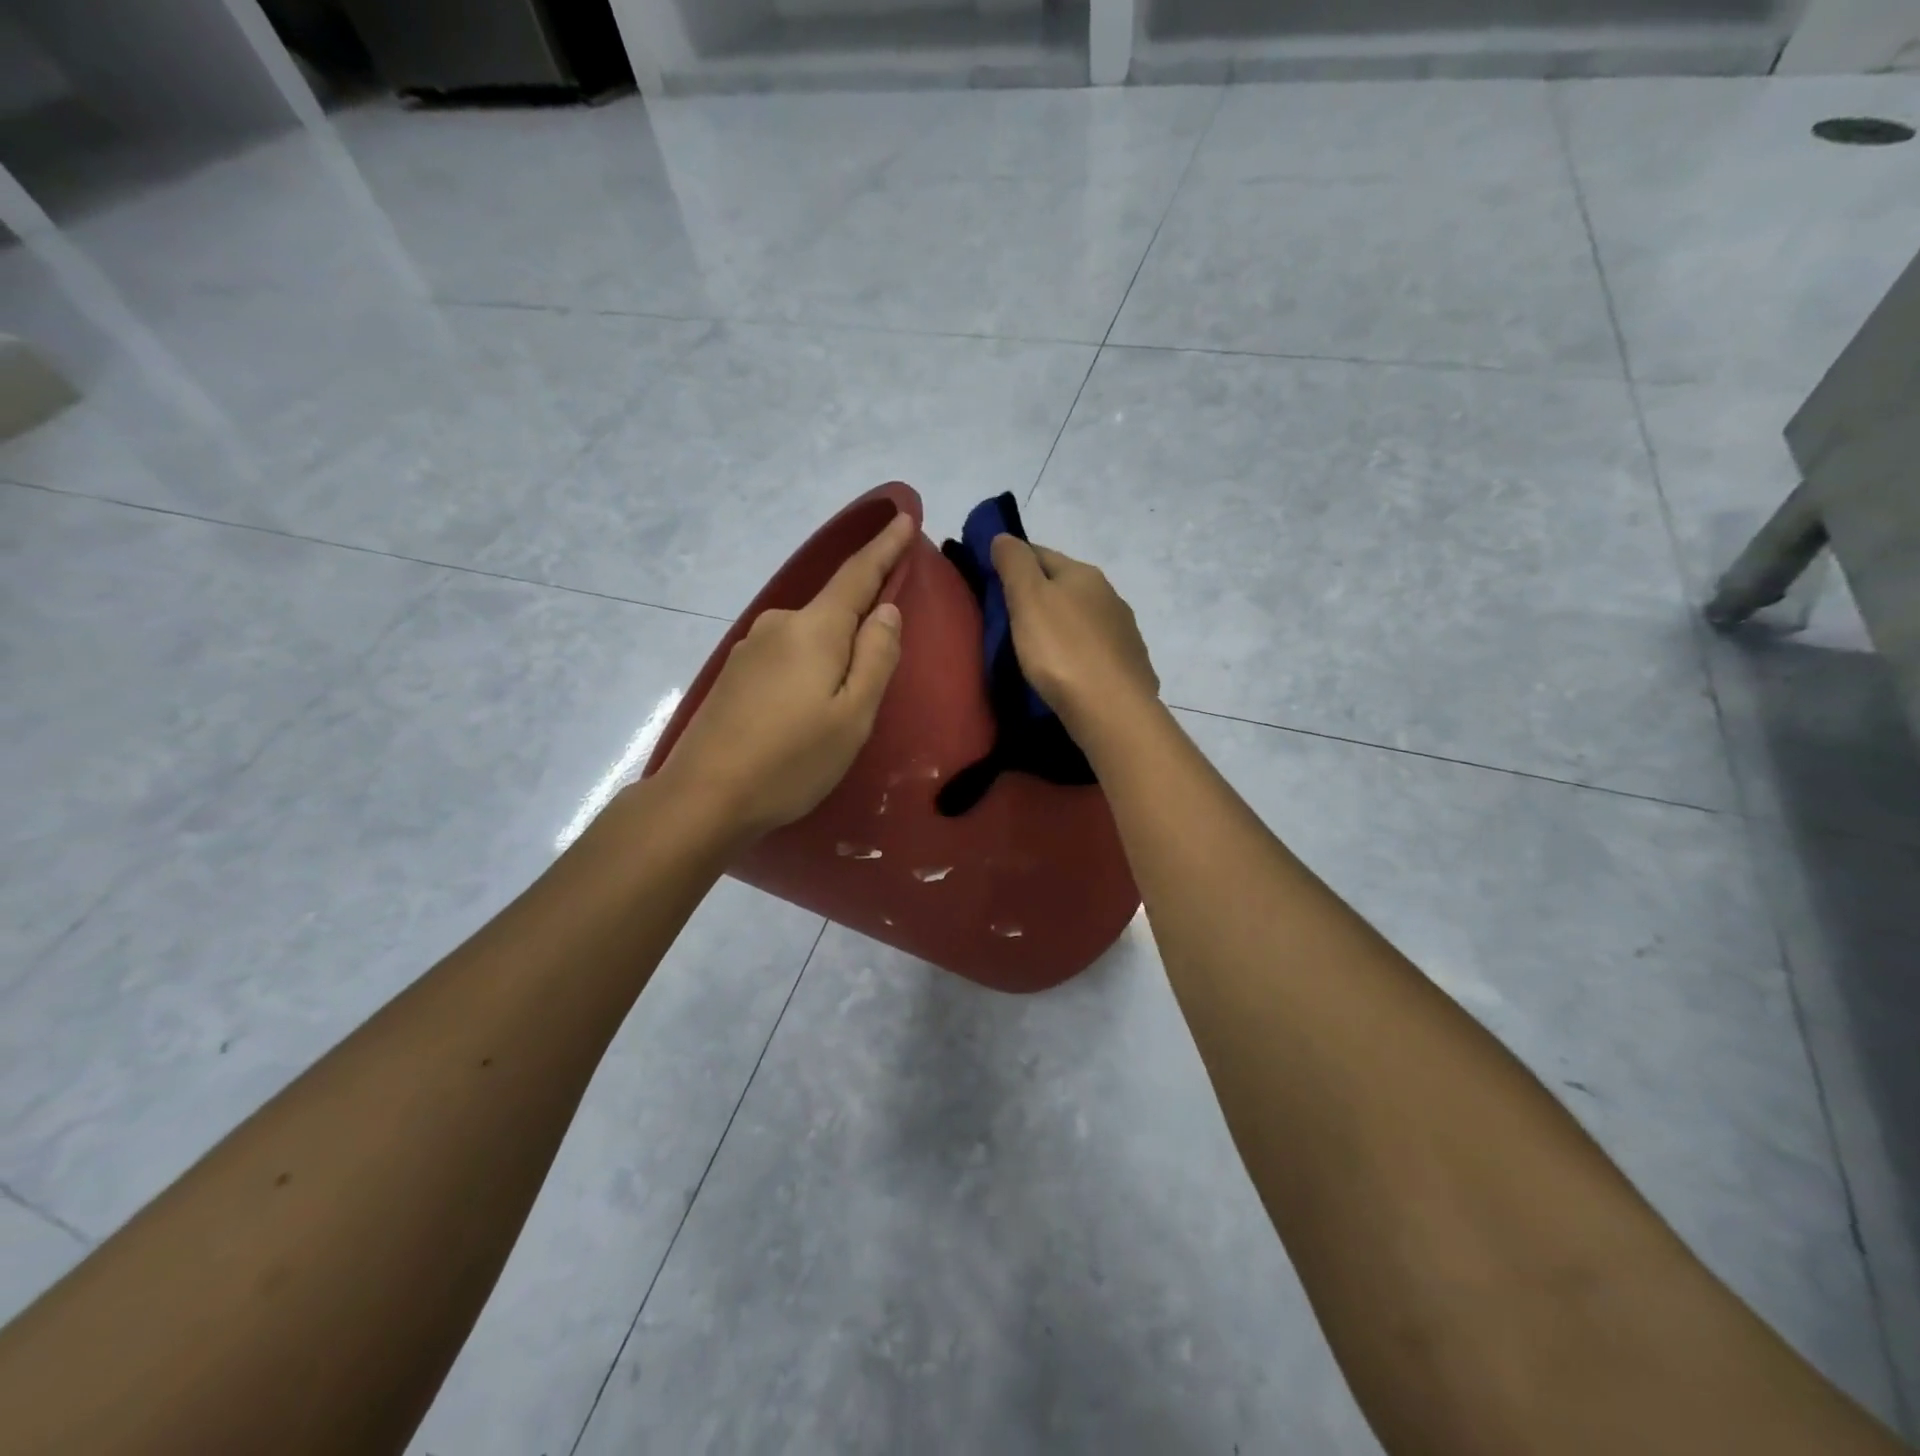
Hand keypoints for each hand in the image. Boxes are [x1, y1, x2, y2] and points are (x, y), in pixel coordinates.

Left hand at [659, 512, 913, 839]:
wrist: (704, 797)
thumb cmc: (792, 760)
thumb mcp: (853, 716)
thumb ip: (876, 657)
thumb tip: (886, 610)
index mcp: (813, 629)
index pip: (858, 574)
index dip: (885, 547)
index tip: (903, 514)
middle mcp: (779, 625)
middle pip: (833, 608)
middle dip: (861, 616)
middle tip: (882, 658)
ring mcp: (750, 649)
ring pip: (809, 637)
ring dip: (832, 651)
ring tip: (842, 698)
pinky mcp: (735, 674)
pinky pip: (787, 656)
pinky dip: (808, 667)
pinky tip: (807, 706)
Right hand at [991, 535, 1158, 742]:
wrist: (1112, 709)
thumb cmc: (1062, 650)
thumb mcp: (1028, 599)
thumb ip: (1014, 564)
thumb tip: (1004, 537)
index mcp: (1083, 574)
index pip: (1040, 553)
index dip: (1014, 561)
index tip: (992, 579)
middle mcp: (1109, 595)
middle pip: (1065, 585)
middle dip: (1039, 594)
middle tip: (1009, 617)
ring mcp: (1124, 631)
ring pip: (1082, 617)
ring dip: (1061, 624)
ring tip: (1037, 647)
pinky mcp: (1129, 665)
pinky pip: (1096, 649)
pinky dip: (1078, 651)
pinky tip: (1068, 669)